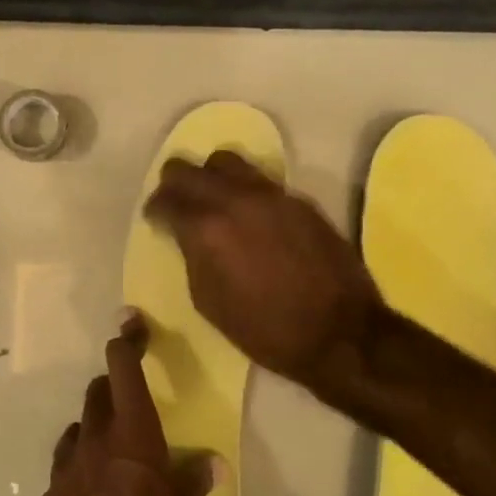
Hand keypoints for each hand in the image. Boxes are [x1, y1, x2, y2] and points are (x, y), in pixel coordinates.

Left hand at [34, 315, 213, 495]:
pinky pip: (63, 471)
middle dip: (112, 389)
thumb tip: (211, 462)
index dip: (127, 341)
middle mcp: (94, 444)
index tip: (130, 322)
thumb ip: (193, 485)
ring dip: (93, 431)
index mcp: (133, 439)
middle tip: (131, 405)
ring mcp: (64, 472)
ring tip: (112, 456)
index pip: (123, 370)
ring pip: (76, 431)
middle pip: (96, 395)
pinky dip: (78, 471)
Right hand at [143, 150, 383, 394]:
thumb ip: (192, 257)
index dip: (155, 209)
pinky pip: (261, 181)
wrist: (340, 333)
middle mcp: (235, 199)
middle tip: (175, 201)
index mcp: (206, 228)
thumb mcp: (208, 301)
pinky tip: (251, 215)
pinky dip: (246, 191)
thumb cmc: (266, 329)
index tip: (155, 219)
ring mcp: (270, 195)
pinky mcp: (299, 200)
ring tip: (214, 198)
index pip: (166, 200)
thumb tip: (187, 237)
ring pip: (227, 162)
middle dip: (174, 182)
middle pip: (189, 169)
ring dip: (212, 176)